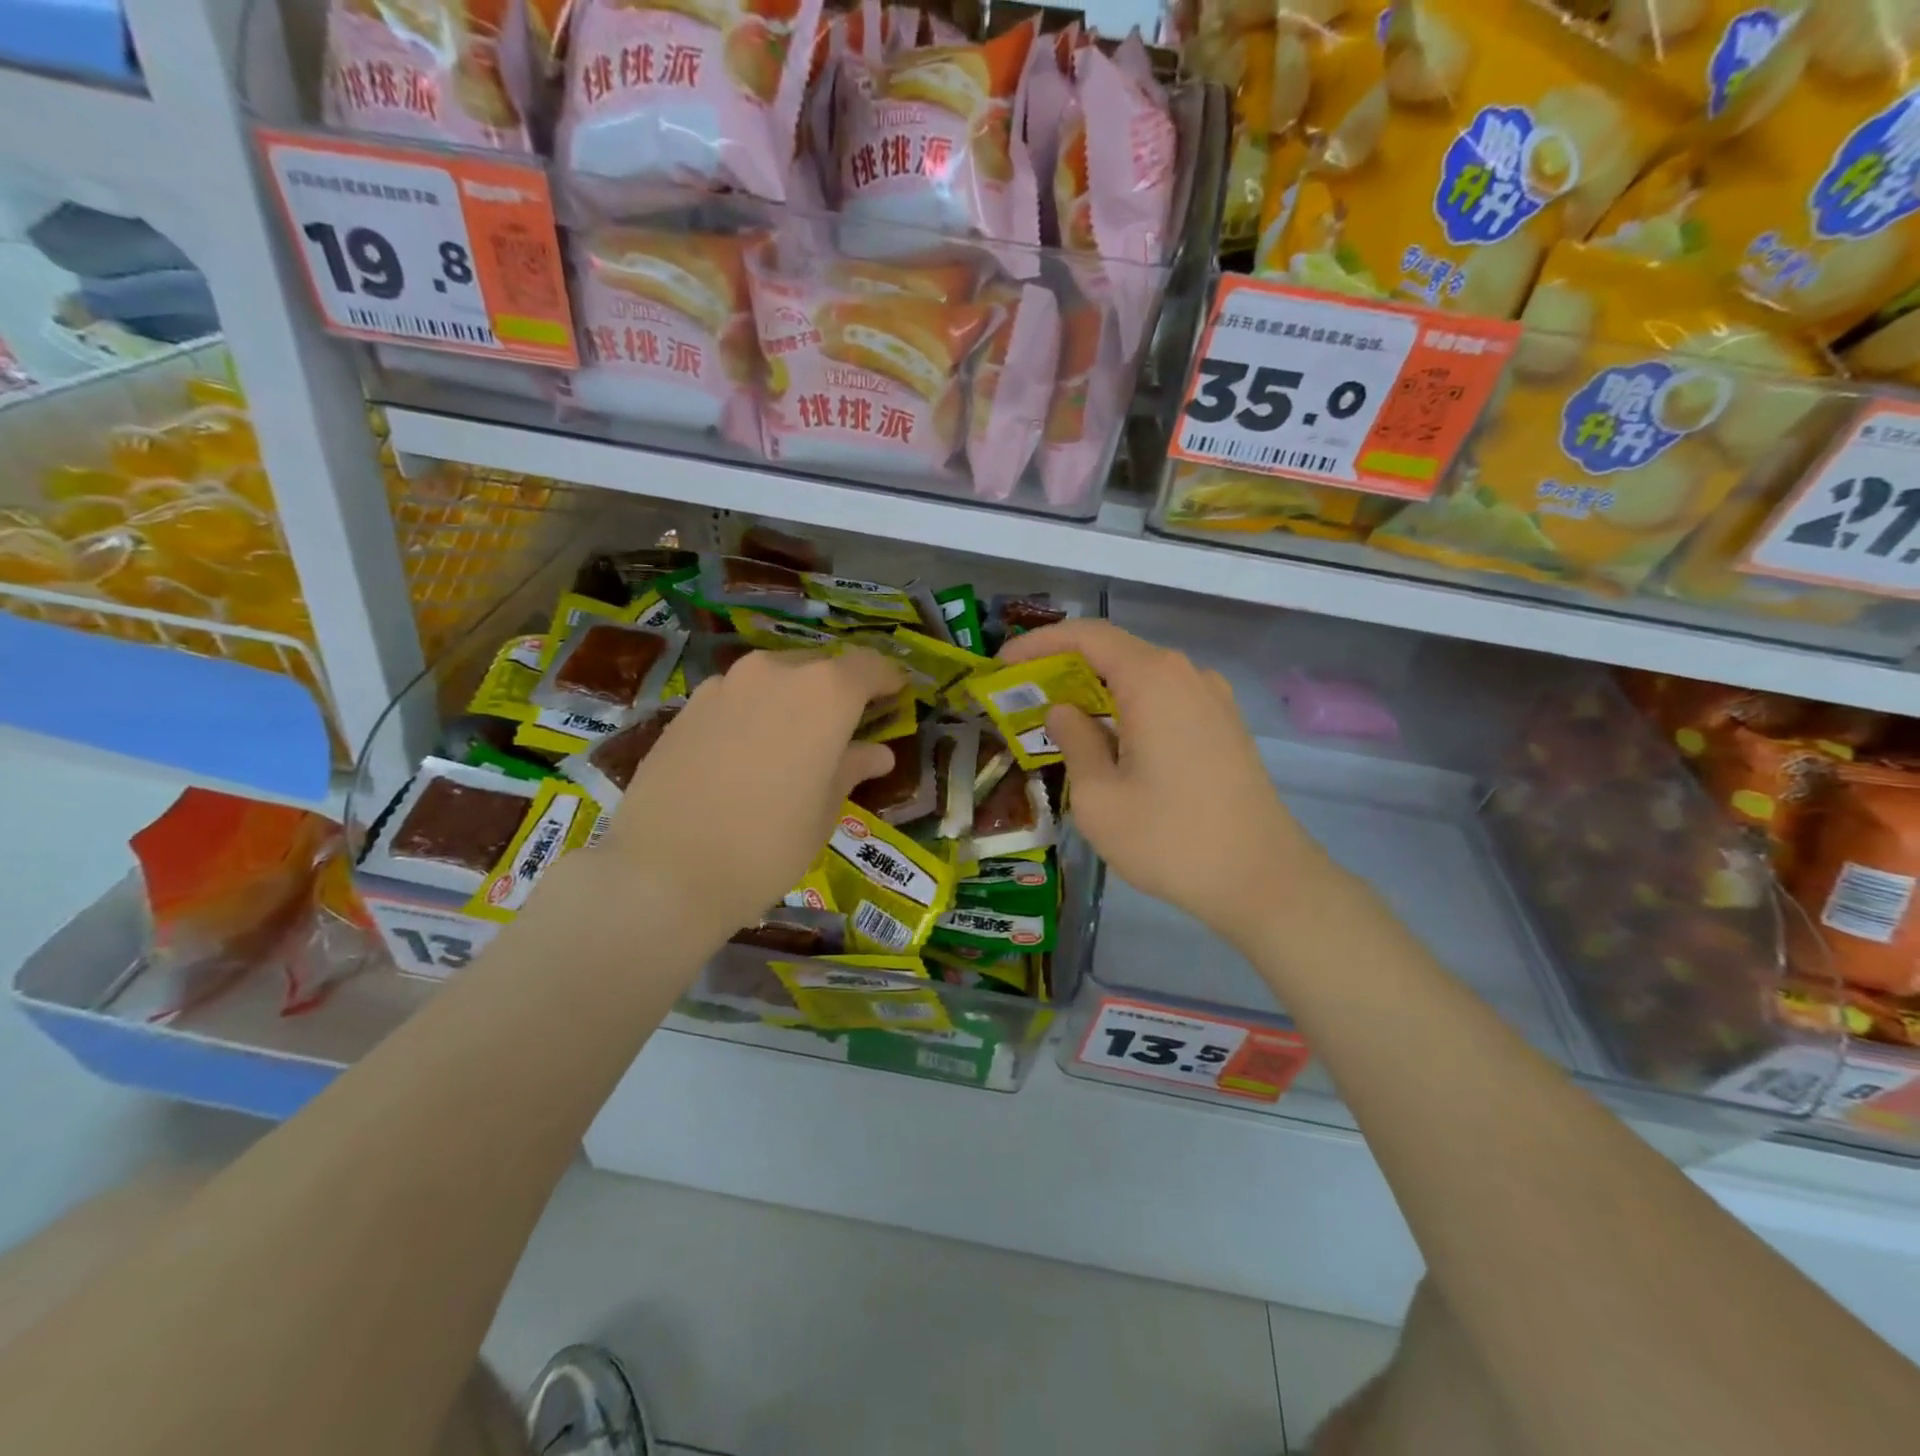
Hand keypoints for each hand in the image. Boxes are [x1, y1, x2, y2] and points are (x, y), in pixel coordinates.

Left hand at [598, 647, 905, 940]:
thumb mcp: (823, 812)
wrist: (664, 872)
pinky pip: (738, 695)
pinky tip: (747, 752)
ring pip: (776, 677)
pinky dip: (755, 711)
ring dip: (794, 699)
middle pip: (821, 667)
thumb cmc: (767, 846)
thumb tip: (877, 753)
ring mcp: (726, 684)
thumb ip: (851, 768)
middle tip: (845, 727)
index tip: (896, 696)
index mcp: (824, 693)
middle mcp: (775, 672)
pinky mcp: (689, 705)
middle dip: (839, 691)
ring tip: (794, 741)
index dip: (887, 679)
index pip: (868, 666)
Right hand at [999, 621, 1321, 949]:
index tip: (1004, 665)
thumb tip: (1064, 712)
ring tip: (1060, 720)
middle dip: (1065, 667)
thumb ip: (1074, 741)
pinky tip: (1110, 741)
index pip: (1088, 635)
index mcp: (1153, 680)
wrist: (1264, 879)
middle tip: (1024, 695)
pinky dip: (1128, 707)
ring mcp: (1213, 699)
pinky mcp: (1225, 726)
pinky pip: (1166, 699)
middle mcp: (1187, 675)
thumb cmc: (1170, 839)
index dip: (1040, 643)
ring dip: (1097, 689)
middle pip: (1116, 651)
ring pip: (1142, 676)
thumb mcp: (1100, 797)